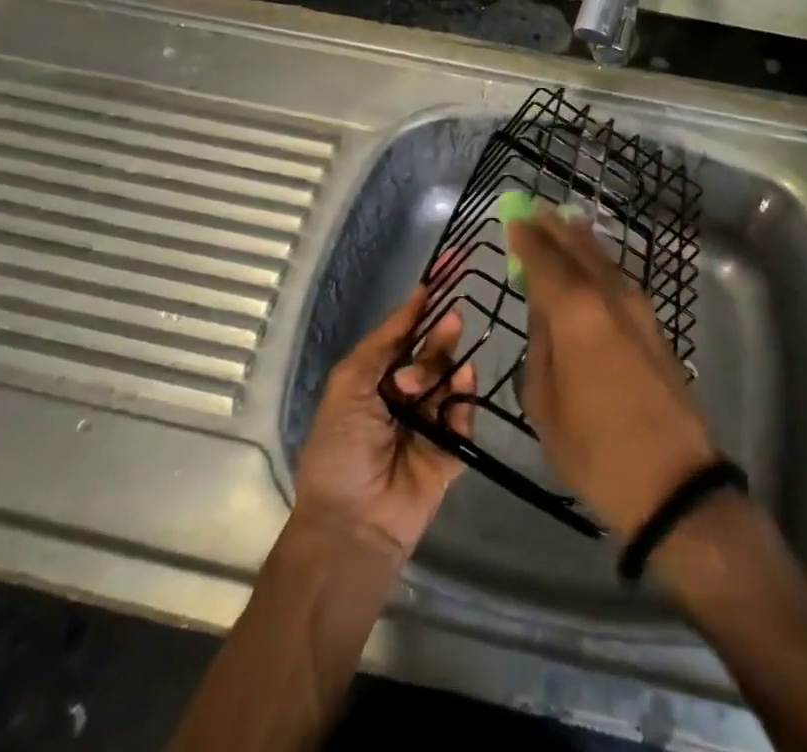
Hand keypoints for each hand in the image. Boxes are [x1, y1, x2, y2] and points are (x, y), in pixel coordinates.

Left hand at [294, 287, 475, 556]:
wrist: (353, 524)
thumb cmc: (342, 447)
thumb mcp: (350, 383)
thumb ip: (385, 340)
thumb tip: (417, 296)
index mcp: (375, 381)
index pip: (403, 338)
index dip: (420, 312)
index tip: (442, 283)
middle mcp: (404, 397)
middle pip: (431, 355)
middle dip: (440, 338)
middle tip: (453, 321)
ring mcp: (429, 424)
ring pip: (451, 381)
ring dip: (451, 368)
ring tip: (450, 370)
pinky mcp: (451, 450)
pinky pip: (464, 416)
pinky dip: (464, 401)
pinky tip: (460, 392)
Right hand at [508, 209, 717, 539]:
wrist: (672, 481)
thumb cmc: (595, 448)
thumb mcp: (545, 402)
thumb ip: (541, 345)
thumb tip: (542, 310)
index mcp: (575, 310)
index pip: (544, 259)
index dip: (526, 238)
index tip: (512, 217)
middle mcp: (608, 295)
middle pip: (577, 249)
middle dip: (554, 228)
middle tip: (535, 208)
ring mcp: (637, 307)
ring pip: (603, 259)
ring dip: (580, 240)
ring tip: (564, 222)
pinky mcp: (654, 324)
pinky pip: (618, 277)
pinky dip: (600, 262)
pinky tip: (593, 262)